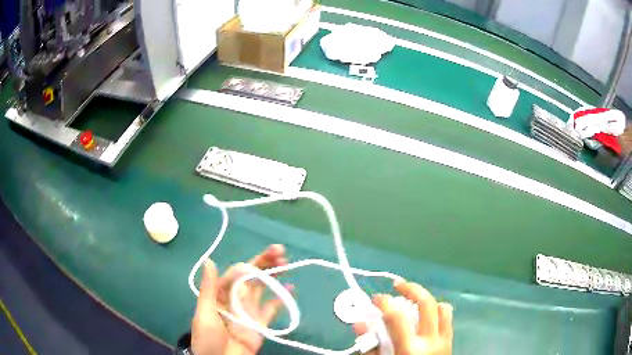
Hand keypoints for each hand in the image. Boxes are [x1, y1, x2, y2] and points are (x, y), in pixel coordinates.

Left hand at [191, 244, 288, 354]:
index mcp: (221, 293)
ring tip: (286, 263)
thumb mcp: (205, 313)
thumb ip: (209, 289)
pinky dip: (281, 298)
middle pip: (251, 277)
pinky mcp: (261, 322)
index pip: (236, 273)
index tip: (265, 257)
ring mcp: (250, 310)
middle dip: (264, 263)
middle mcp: (236, 298)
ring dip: (273, 275)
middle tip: (280, 251)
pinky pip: (272, 307)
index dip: (250, 263)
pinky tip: (291, 288)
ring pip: (263, 288)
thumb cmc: (208, 338)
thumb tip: (210, 261)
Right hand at [354, 281, 452, 354]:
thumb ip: (369, 346)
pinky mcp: (450, 342)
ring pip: (443, 308)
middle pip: (426, 303)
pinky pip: (448, 319)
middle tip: (397, 285)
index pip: (397, 317)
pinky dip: (437, 312)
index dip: (384, 302)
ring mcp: (444, 340)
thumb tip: (359, 323)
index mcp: (410, 349)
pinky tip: (425, 318)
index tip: (375, 298)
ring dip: (427, 301)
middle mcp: (431, 341)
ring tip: (414, 303)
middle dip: (411, 288)